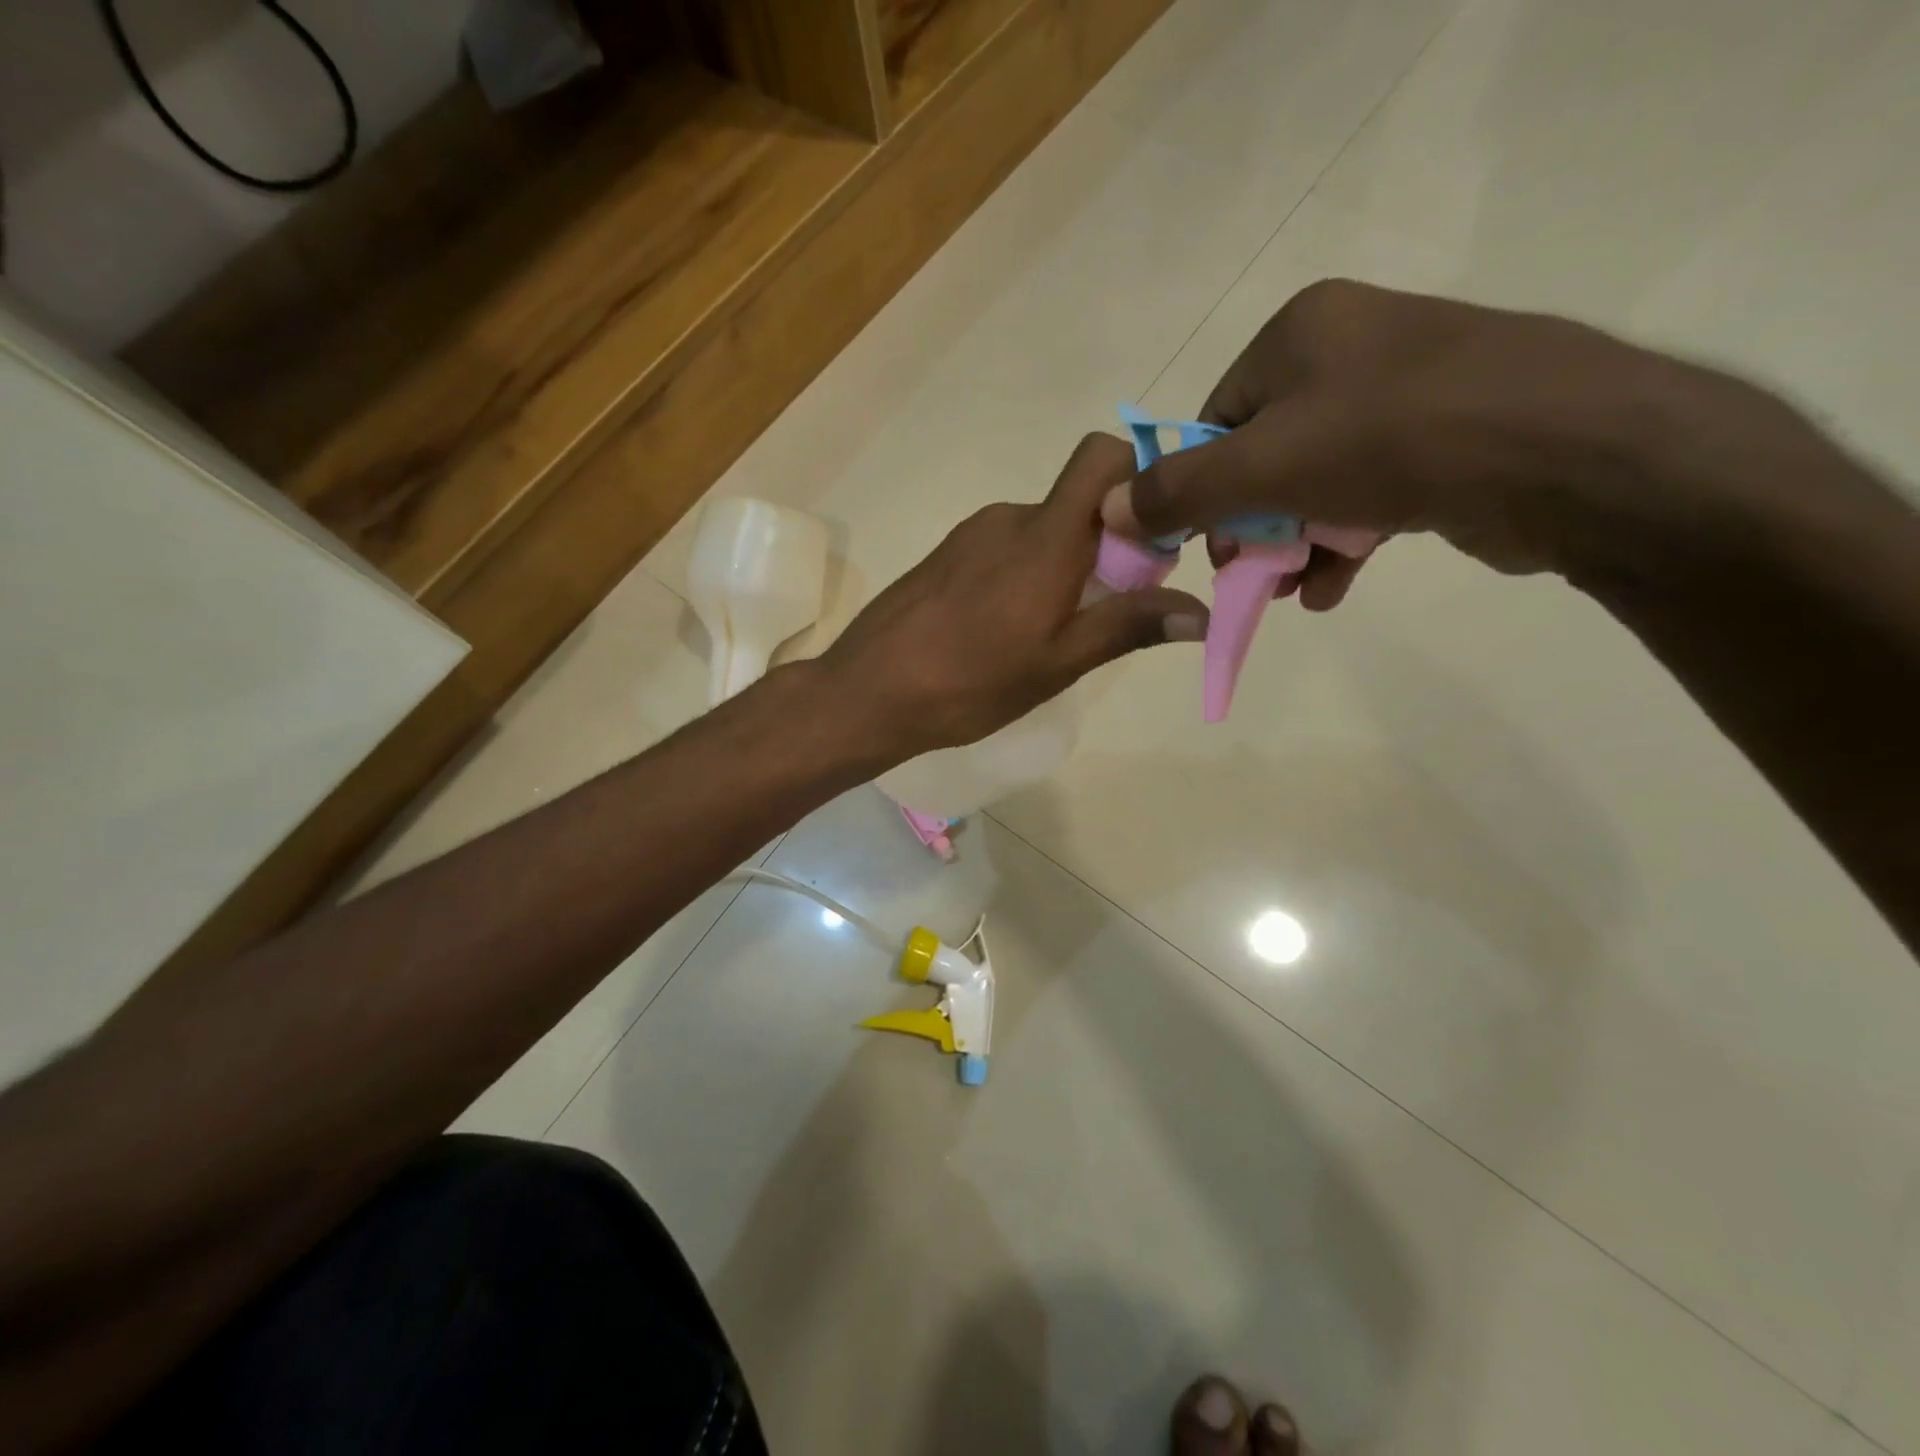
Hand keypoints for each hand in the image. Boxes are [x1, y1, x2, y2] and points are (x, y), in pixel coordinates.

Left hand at [817, 433, 1207, 759]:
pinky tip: (1004, 631)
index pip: (1103, 458)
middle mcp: (1009, 519)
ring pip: (1040, 532)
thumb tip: (1201, 612)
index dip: (1139, 482)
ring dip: (1063, 567)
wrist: (868, 691)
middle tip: (1104, 613)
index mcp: (1045, 536)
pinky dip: (1024, 577)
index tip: (1152, 543)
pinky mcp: (944, 557)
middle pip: (1078, 505)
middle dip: (1107, 546)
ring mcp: (970, 536)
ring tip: (1049, 633)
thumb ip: (1128, 626)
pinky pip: (1003, 551)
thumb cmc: (971, 681)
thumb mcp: (1058, 662)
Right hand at [1102, 279, 1774, 602]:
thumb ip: (1178, 490)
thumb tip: (1107, 508)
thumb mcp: (1263, 466)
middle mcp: (1351, 350)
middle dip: (1248, 524)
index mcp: (1302, 331)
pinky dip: (1341, 543)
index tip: (1199, 543)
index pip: (1216, 417)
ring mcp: (1405, 393)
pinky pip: (1366, 495)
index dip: (1196, 486)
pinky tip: (1331, 588)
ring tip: (1289, 591)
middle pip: (1262, 453)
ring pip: (1313, 481)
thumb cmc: (1392, 441)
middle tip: (1246, 575)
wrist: (1571, 454)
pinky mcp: (1445, 441)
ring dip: (1291, 545)